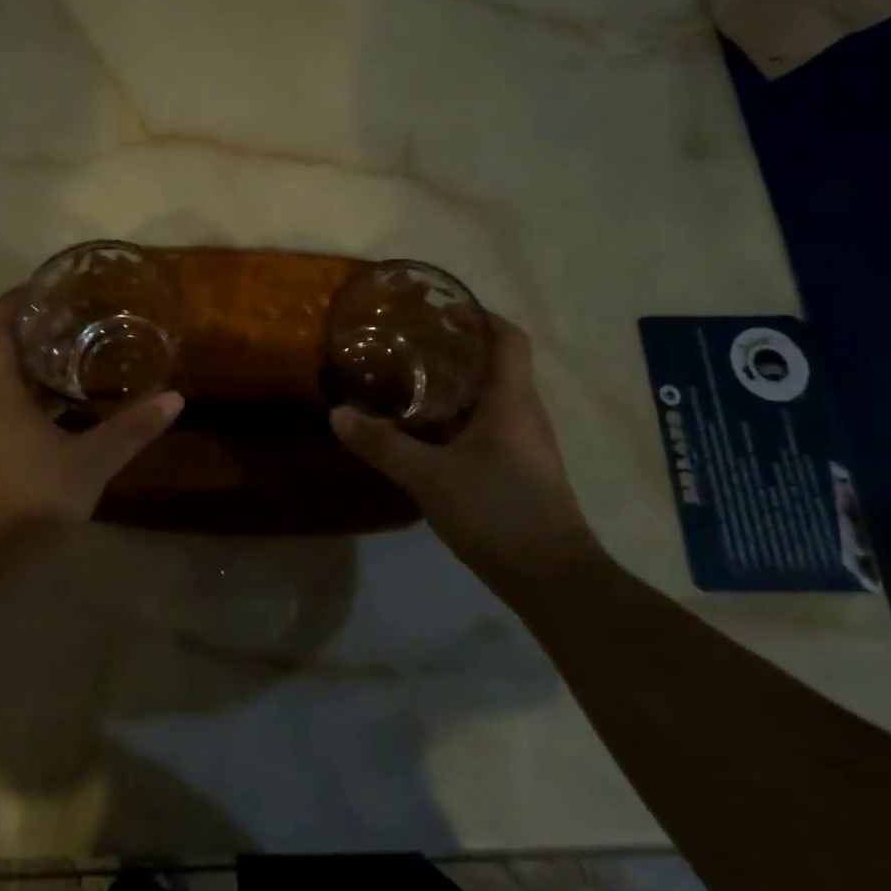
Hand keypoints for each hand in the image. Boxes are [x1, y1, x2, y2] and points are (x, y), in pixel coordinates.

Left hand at [0, 291, 183, 561]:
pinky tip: (71, 411)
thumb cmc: (30, 501)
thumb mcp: (90, 463)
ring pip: (4, 383)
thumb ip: (132, 429)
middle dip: (35, 331)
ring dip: (38, 368)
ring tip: (83, 358)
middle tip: (80, 320)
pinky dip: (36, 400)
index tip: (48, 288)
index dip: (15, 299)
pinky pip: (7, 410)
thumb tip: (175, 399)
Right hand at [330, 313, 599, 576]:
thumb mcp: (429, 477)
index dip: (479, 316)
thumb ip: (383, 445)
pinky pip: (490, 425)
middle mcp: (524, 414)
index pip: (507, 338)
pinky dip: (460, 416)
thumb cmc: (497, 512)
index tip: (441, 312)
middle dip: (458, 349)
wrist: (553, 579)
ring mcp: (526, 444)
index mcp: (511, 401)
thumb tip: (337, 414)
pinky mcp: (521, 469)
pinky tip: (429, 433)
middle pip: (497, 364)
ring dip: (457, 384)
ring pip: (492, 397)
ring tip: (411, 382)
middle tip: (411, 345)